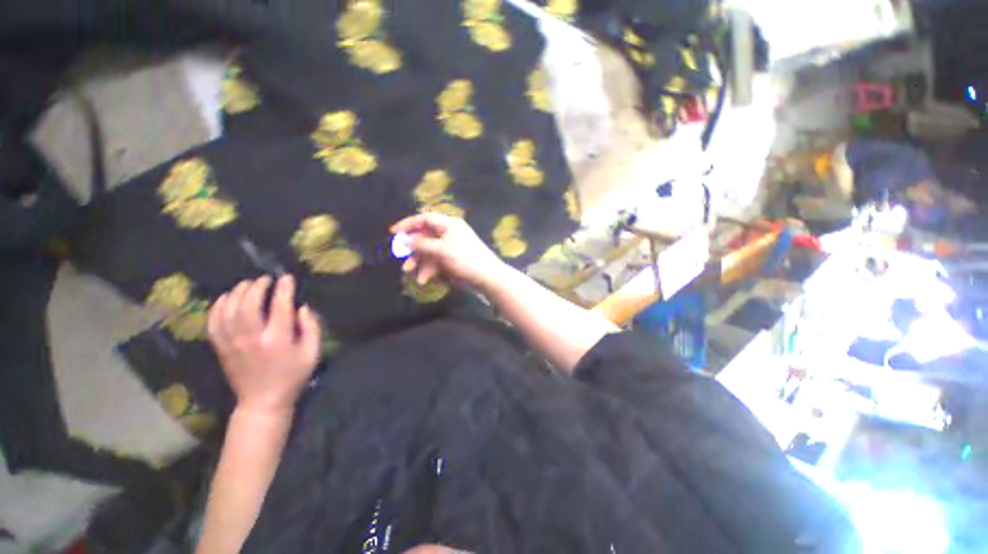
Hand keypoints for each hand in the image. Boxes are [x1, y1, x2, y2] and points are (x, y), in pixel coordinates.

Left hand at [207, 275, 320, 415]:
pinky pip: (213, 323)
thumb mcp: (312, 353)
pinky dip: (217, 307)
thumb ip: (312, 328)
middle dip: (257, 287)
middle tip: (265, 279)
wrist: (263, 401)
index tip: (287, 277)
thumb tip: (302, 307)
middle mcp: (252, 338)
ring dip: (237, 293)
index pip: (280, 306)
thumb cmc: (293, 376)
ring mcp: (232, 343)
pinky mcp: (221, 348)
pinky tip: (225, 298)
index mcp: (278, 339)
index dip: (283, 288)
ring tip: (247, 284)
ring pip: (228, 310)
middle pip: (248, 304)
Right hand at [391, 213, 505, 290]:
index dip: (408, 224)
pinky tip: (424, 280)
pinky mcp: (452, 260)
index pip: (425, 218)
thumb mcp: (441, 249)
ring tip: (412, 274)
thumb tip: (405, 239)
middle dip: (414, 250)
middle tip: (402, 259)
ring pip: (429, 252)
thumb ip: (421, 244)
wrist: (486, 276)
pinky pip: (436, 261)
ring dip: (420, 263)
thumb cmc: (464, 258)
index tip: (393, 232)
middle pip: (425, 237)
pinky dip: (430, 269)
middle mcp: (449, 233)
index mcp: (448, 224)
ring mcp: (451, 247)